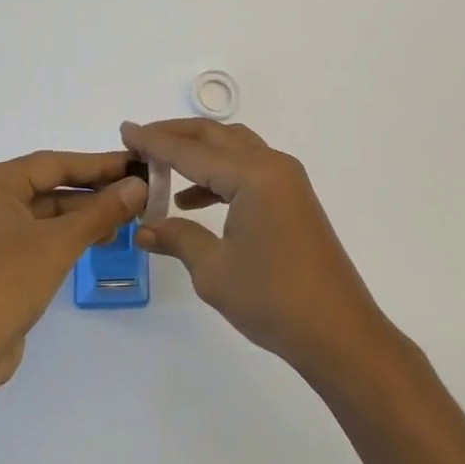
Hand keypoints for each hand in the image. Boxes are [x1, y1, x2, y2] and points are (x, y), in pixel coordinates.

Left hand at [0, 150, 146, 402]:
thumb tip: (139, 186)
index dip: (98, 164)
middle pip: (48, 185)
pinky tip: (98, 238)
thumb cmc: (4, 284)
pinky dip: (65, 234)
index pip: (54, 163)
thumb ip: (101, 211)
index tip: (135, 162)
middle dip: (93, 191)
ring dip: (83, 215)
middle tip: (137, 191)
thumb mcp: (59, 243)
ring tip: (126, 218)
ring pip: (44, 211)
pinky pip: (36, 234)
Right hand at [124, 119, 393, 380]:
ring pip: (233, 149)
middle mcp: (272, 165)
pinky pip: (248, 170)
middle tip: (139, 141)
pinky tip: (193, 200)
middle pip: (215, 137)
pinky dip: (218, 175)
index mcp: (253, 175)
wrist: (339, 334)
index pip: (192, 151)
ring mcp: (287, 181)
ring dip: (197, 153)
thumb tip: (144, 227)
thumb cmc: (273, 299)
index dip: (155, 141)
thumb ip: (177, 238)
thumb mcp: (214, 270)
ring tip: (160, 167)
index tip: (125, 130)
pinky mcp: (292, 199)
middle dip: (175, 136)